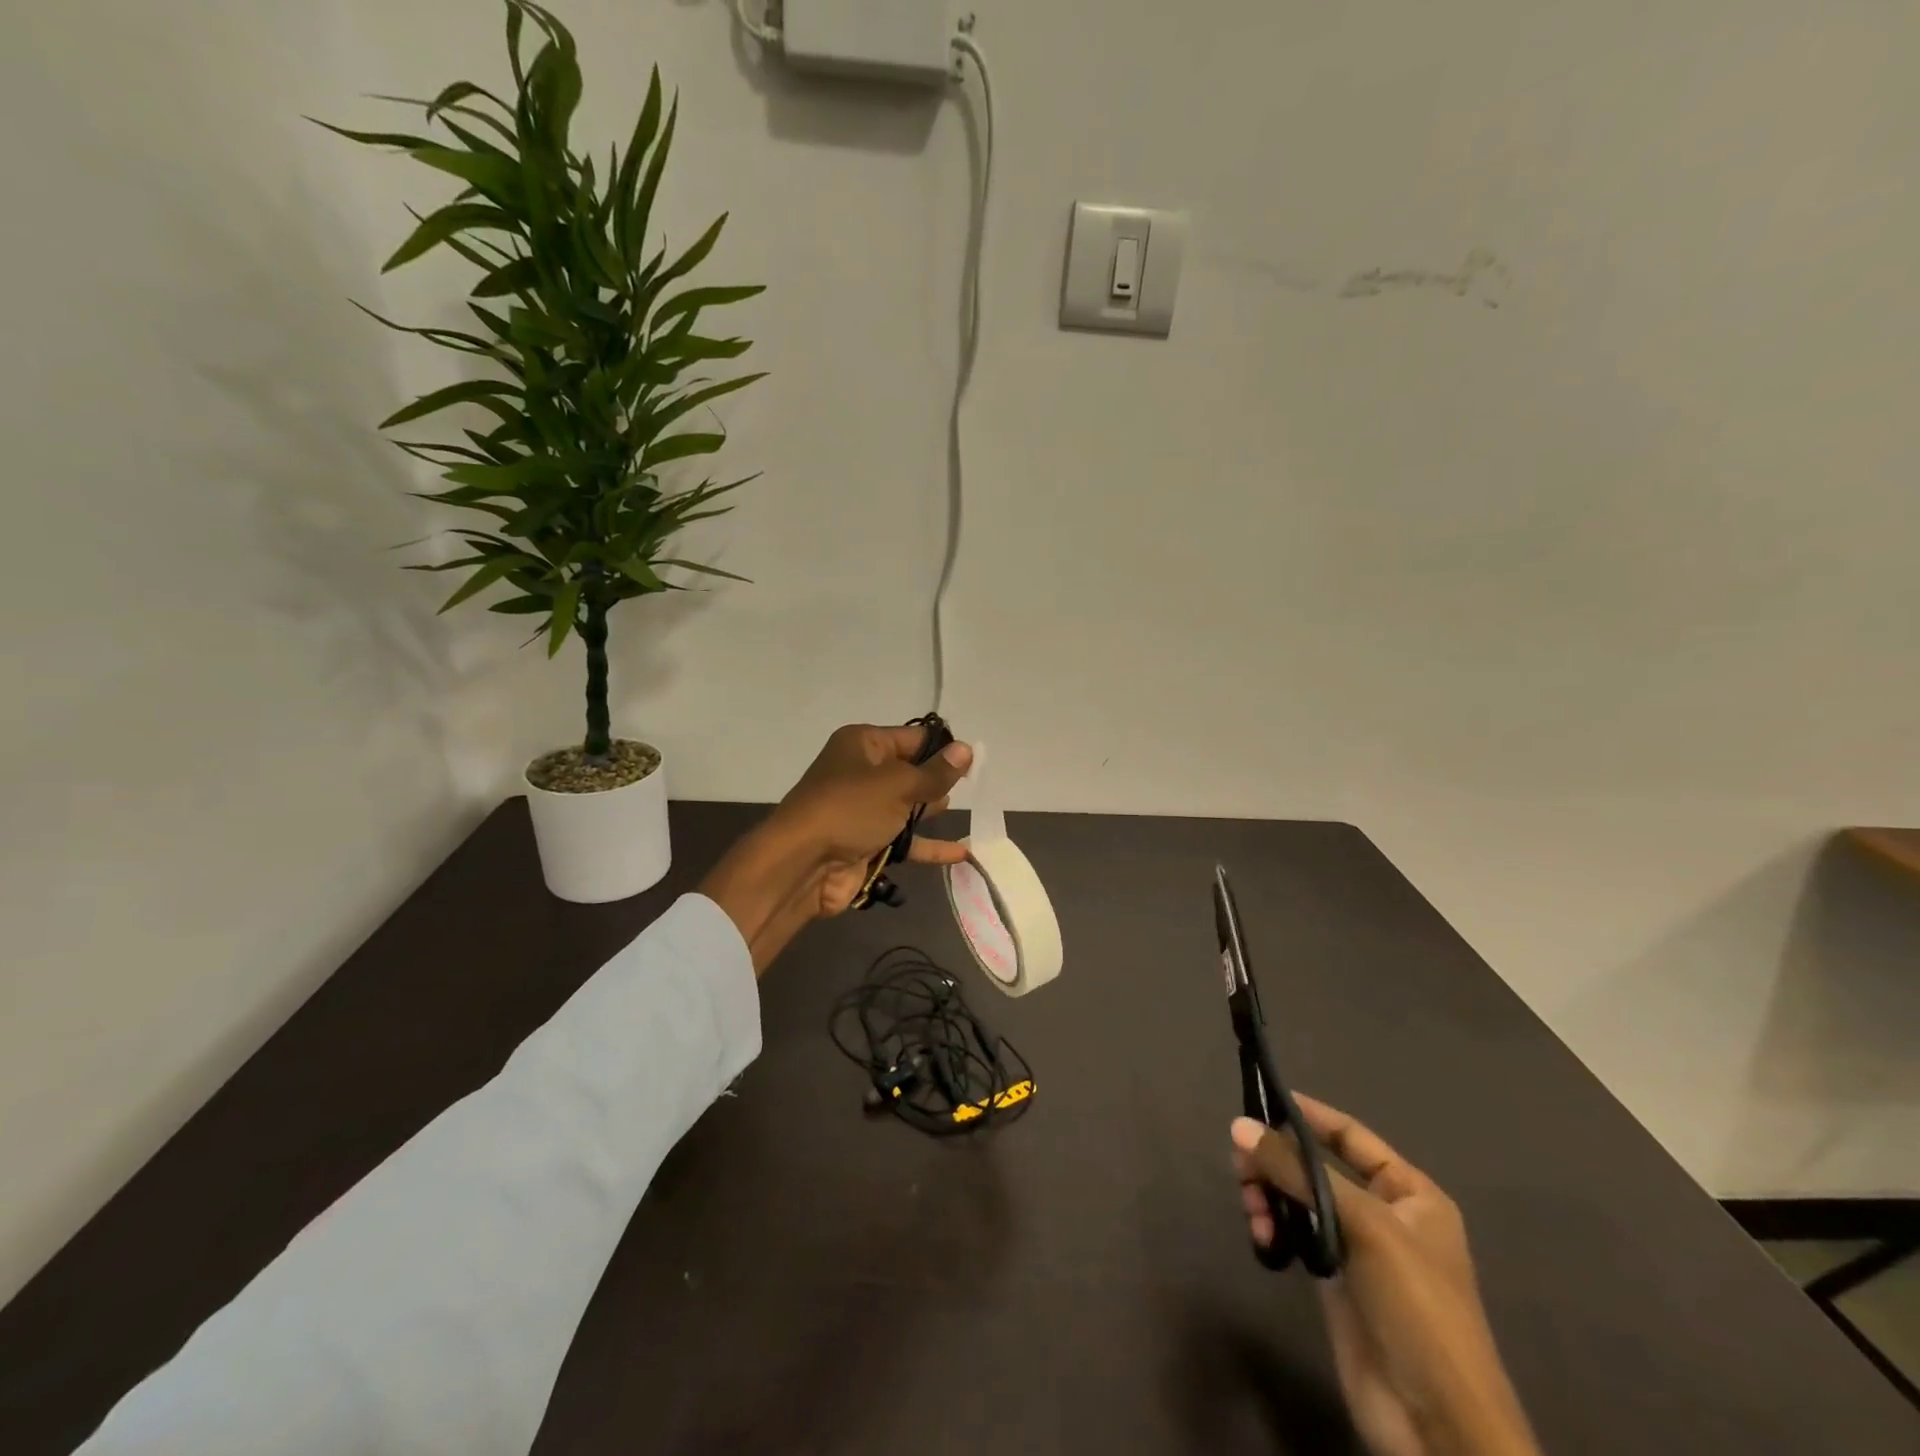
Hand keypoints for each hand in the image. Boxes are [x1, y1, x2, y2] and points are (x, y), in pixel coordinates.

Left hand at [775, 723, 973, 916]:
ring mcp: (864, 810)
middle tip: (975, 787)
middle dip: (938, 778)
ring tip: (969, 813)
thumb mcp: (898, 785)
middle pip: (911, 771)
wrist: (802, 864)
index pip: (912, 737)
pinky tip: (962, 854)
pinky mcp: (868, 843)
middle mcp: (862, 772)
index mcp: (863, 744)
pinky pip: (906, 841)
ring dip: (933, 811)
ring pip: (908, 806)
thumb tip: (967, 750)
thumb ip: (935, 773)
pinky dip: (929, 846)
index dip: (942, 747)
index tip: (974, 760)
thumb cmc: (850, 809)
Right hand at [1232, 1100, 1537, 1455]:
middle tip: (1240, 1163)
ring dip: (1268, 1194)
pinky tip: (1262, 1237)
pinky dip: (1272, 1227)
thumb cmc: (1417, 1308)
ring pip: (1298, 1198)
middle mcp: (1383, 1213)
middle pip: (1315, 1165)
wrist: (1437, 1425)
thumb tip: (1239, 1126)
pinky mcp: (1333, 1281)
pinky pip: (1293, 1233)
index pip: (1350, 1136)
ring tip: (1251, 1208)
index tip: (1262, 1100)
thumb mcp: (1364, 1226)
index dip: (1309, 1114)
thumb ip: (1298, 1172)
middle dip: (1276, 1160)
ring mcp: (1356, 1248)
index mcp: (1410, 1194)